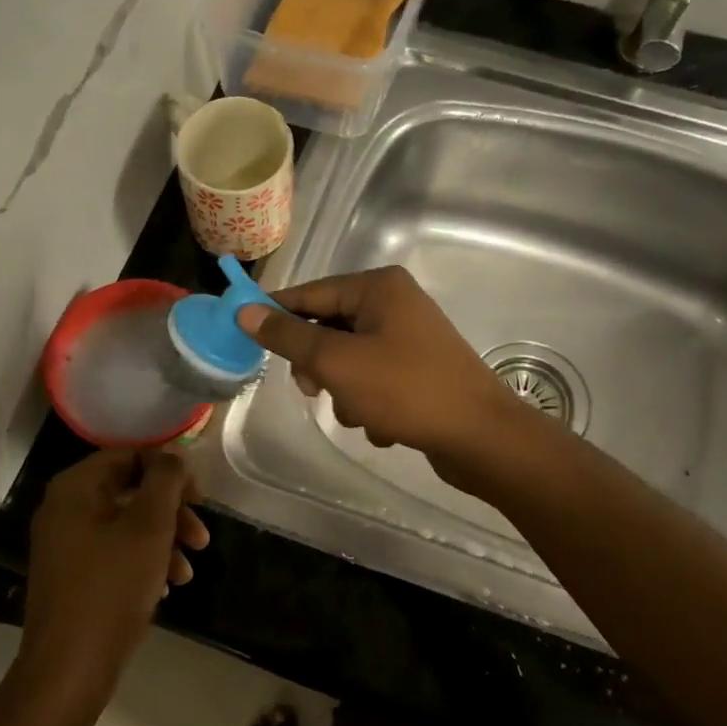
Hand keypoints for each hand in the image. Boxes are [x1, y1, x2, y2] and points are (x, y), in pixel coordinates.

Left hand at [19, 450, 208, 707]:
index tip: (199, 496)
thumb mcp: (149, 527)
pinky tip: (168, 586)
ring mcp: (66, 545)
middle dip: (172, 511)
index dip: (169, 469)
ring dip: (164, 540)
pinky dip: (145, 561)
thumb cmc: (111, 588)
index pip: (129, 455)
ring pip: (127, 525)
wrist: (69, 671)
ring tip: (189, 570)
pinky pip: (115, 553)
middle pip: (130, 490)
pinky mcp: (73, 577)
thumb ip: (165, 480)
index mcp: (75, 488)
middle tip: (201, 536)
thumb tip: (173, 453)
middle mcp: (65, 509)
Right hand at [238, 266, 521, 470]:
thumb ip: (288, 336)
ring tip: (364, 416)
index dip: (276, 315)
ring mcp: (409, 339)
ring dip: (346, 394)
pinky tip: (386, 426)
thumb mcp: (337, 362)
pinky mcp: (418, 371)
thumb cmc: (406, 390)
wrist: (481, 437)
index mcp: (378, 288)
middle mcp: (394, 304)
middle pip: (328, 329)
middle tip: (317, 391)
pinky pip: (374, 382)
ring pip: (348, 362)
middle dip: (320, 367)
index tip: (245, 338)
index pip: (310, 294)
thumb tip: (245, 311)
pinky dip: (371, 405)